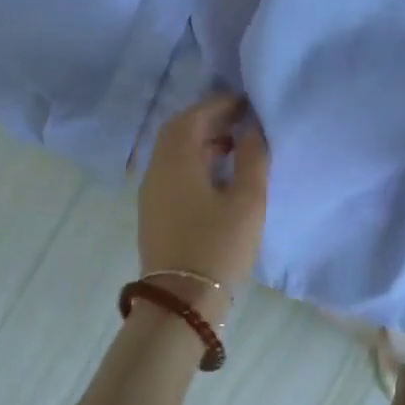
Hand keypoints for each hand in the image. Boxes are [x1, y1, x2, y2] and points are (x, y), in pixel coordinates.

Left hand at [137, 93, 269, 313]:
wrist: (182, 302)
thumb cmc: (218, 246)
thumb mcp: (247, 200)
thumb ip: (252, 157)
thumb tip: (251, 129)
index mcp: (176, 161)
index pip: (193, 117)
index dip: (219, 104)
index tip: (246, 102)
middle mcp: (156, 170)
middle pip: (178, 131)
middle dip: (208, 119)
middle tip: (239, 119)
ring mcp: (151, 193)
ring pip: (173, 152)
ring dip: (201, 140)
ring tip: (234, 144)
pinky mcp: (154, 212)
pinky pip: (172, 171)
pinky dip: (193, 160)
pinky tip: (217, 173)